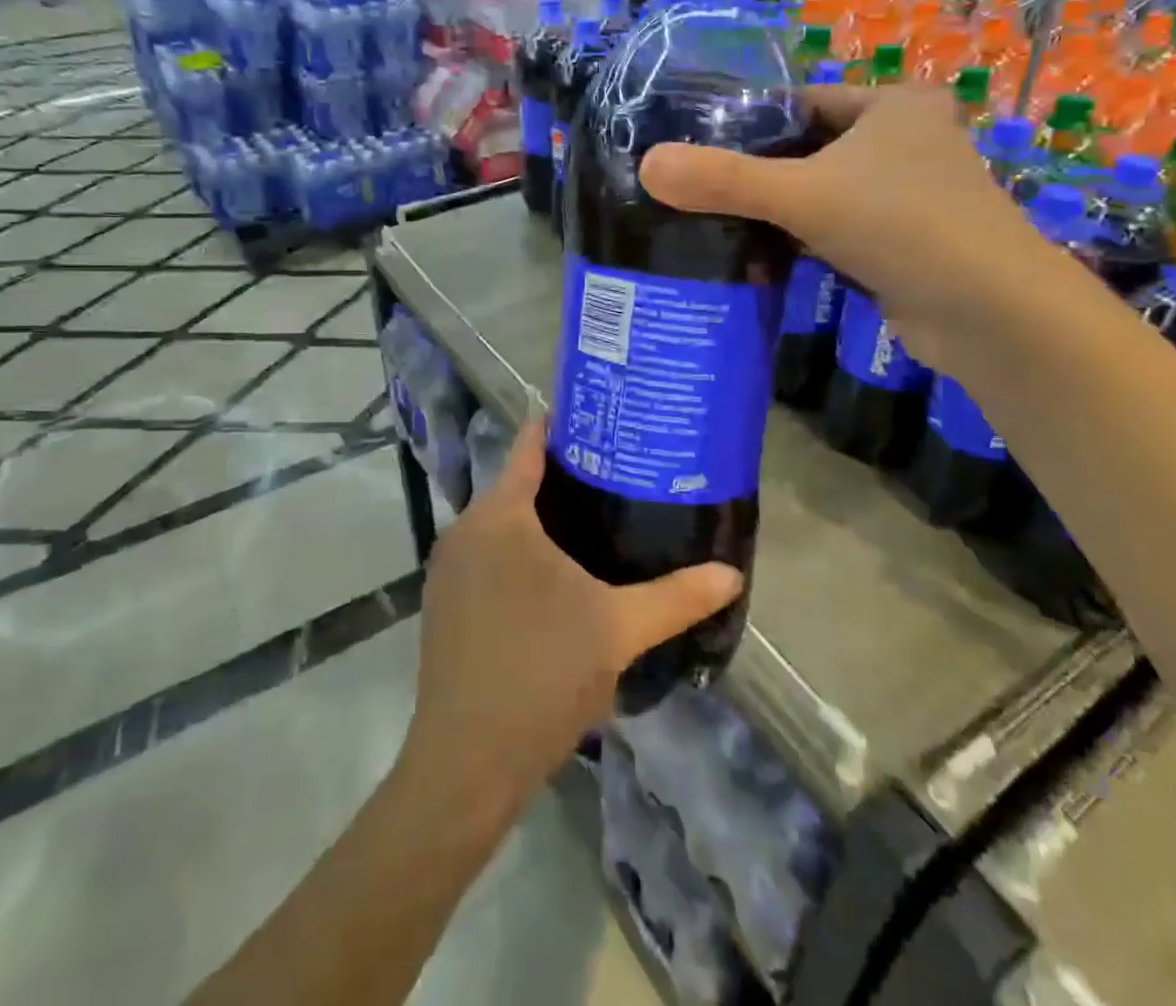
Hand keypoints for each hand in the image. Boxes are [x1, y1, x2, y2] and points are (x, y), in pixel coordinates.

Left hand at [403, 420, 742, 812]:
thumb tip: (731, 573)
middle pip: (516, 485)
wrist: (468, 761)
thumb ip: (676, 596)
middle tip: (617, 475)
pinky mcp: (444, 606)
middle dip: (563, 478)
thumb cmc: (543, 672)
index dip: (562, 425)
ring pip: (501, 525)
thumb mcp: (618, 628)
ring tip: (595, 521)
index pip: (529, 446)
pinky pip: (487, 558)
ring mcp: (448, 570)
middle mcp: (464, 531)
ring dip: (540, 520)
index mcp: (499, 516)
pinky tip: (555, 579)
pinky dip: (518, 554)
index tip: (600, 415)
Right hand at [639, 82, 1047, 371]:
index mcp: (893, 106)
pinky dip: (803, 244)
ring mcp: (909, 196)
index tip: (696, 150)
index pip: (801, 103)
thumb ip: (724, 180)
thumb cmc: (902, 226)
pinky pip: (838, 232)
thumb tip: (647, 165)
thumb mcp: (803, 194)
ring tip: (715, 227)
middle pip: (808, 151)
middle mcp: (906, 142)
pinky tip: (761, 262)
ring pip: (822, 195)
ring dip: (777, 215)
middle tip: (697, 193)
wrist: (990, 313)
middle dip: (758, 175)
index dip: (748, 124)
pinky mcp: (905, 244)